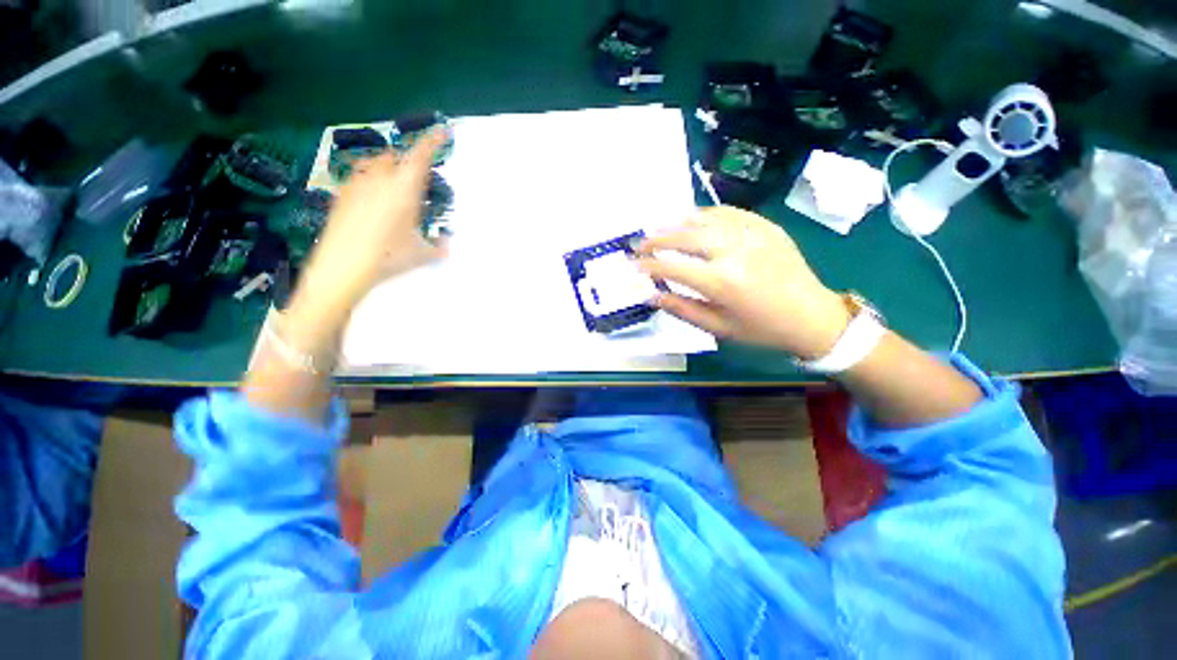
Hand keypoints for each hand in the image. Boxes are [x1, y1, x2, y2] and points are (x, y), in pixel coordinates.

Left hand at [291, 130, 446, 326]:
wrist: (342, 266)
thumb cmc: (388, 257)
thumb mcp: (420, 255)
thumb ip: (438, 248)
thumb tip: (447, 247)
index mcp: (403, 190)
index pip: (420, 158)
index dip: (431, 142)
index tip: (441, 130)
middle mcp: (379, 180)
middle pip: (392, 156)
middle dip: (404, 162)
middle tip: (412, 180)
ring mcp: (356, 185)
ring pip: (372, 165)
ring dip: (384, 170)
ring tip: (390, 190)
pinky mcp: (340, 195)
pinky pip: (357, 179)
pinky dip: (368, 183)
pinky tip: (370, 204)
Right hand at [636, 206, 850, 359]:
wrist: (812, 316)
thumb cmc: (761, 329)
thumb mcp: (718, 328)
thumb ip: (682, 309)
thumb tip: (652, 294)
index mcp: (721, 282)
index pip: (672, 267)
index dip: (648, 265)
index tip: (633, 265)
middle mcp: (734, 251)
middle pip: (685, 236)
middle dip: (657, 239)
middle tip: (640, 243)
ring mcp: (752, 234)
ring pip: (704, 220)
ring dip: (677, 223)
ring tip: (659, 229)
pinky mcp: (765, 226)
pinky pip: (729, 212)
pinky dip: (706, 214)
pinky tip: (693, 220)